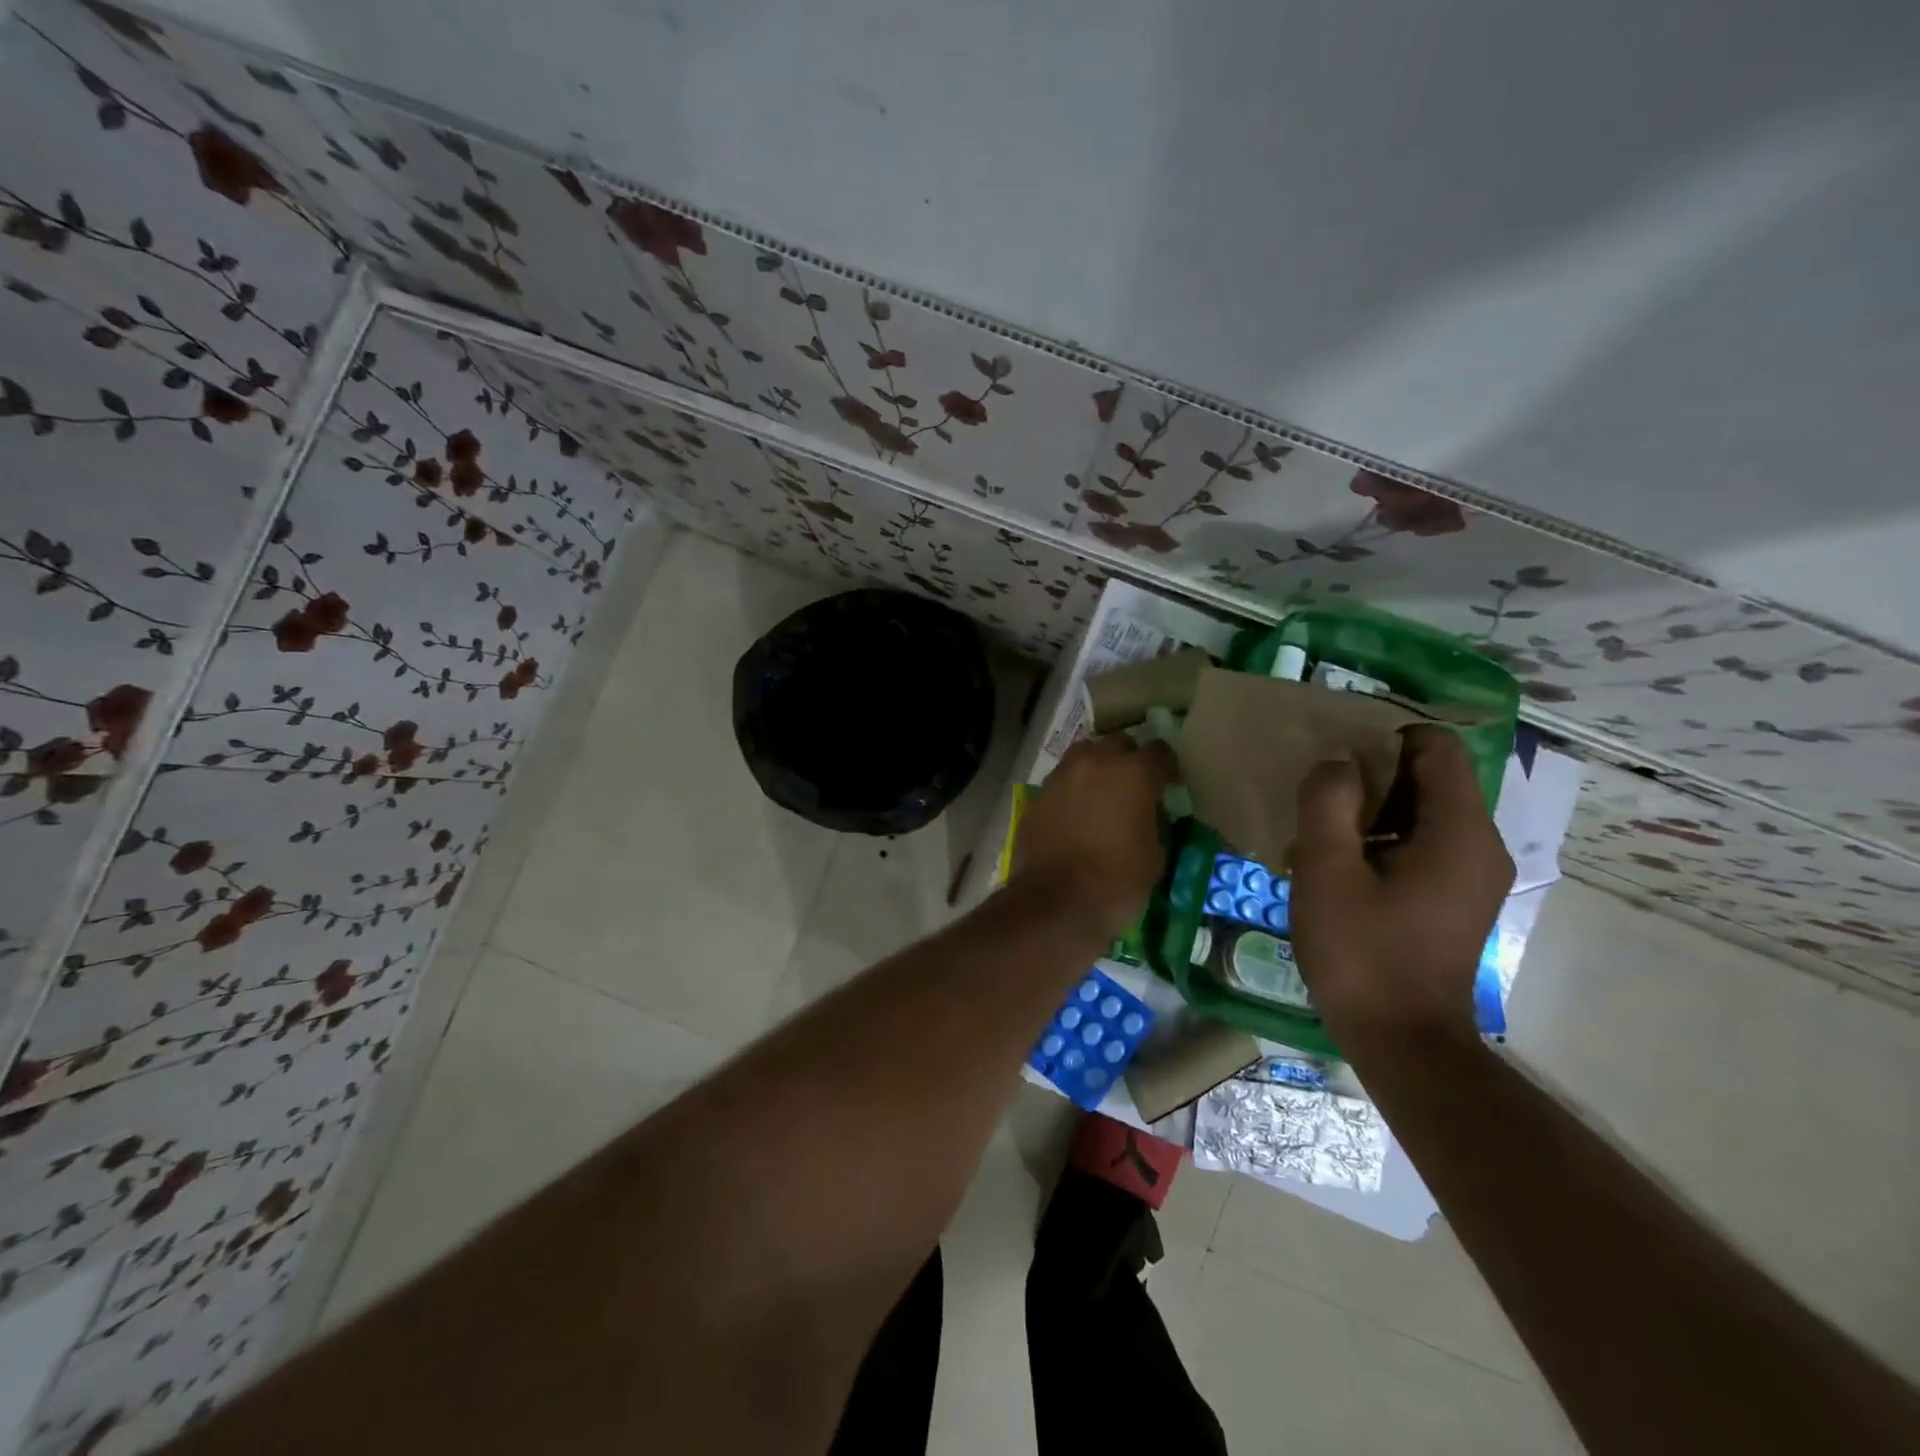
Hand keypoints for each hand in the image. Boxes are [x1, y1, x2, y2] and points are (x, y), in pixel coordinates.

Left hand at [1013, 735, 1174, 940]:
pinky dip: (1073, 789)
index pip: (1159, 752)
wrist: (1056, 903)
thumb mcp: (1156, 854)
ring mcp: (1062, 776)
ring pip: (1084, 755)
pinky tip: (1076, 813)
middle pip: (1118, 744)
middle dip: (1129, 760)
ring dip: (1097, 768)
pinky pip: (1062, 780)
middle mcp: (1095, 762)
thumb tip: (1150, 812)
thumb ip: (1156, 820)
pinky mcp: (1038, 794)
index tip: (1169, 783)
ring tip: (1102, 793)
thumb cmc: (1117, 881)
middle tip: (1134, 786)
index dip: (1166, 767)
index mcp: (1133, 772)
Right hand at [1288, 725, 1513, 1055]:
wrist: (1401, 1042)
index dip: (1382, 738)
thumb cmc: (1361, 954)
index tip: (1333, 761)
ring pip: (1422, 810)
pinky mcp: (1456, 897)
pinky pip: (1421, 842)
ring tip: (1320, 834)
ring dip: (1371, 810)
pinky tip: (1339, 866)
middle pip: (1430, 776)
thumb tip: (1337, 763)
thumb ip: (1328, 803)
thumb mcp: (1326, 871)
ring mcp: (1471, 873)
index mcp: (1460, 831)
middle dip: (1371, 777)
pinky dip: (1382, 839)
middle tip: (1317, 800)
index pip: (1436, 746)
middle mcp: (1480, 843)